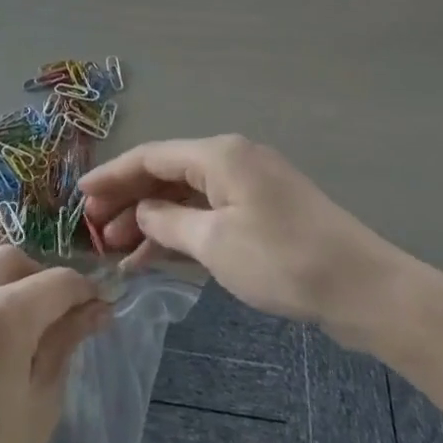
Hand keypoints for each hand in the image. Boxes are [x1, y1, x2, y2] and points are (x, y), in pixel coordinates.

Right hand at [81, 135, 396, 337]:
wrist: (362, 287)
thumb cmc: (282, 260)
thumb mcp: (215, 243)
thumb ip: (169, 223)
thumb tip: (143, 213)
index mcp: (219, 155)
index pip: (151, 156)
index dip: (112, 175)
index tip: (80, 197)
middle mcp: (232, 160)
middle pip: (167, 173)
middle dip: (130, 200)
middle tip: (95, 233)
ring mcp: (249, 186)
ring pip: (187, 196)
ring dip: (153, 220)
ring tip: (119, 250)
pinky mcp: (263, 212)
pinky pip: (209, 213)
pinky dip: (182, 231)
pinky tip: (158, 256)